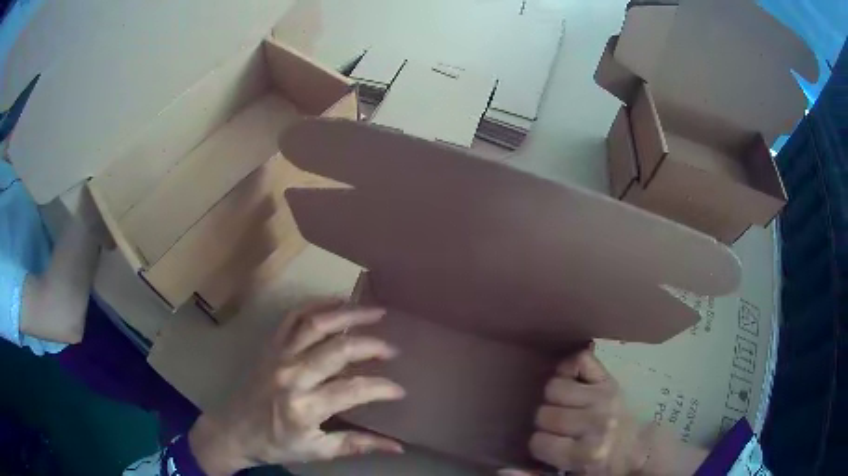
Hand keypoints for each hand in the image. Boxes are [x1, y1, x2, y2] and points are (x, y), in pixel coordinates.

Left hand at [188, 301, 405, 474]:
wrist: (233, 431)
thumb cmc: (275, 444)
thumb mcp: (317, 451)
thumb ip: (357, 445)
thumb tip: (397, 447)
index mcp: (304, 407)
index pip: (354, 390)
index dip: (382, 388)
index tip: (399, 390)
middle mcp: (292, 375)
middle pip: (338, 350)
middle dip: (371, 346)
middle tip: (393, 349)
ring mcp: (278, 356)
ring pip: (316, 324)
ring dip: (347, 314)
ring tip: (374, 312)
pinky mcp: (269, 346)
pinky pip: (293, 317)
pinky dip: (316, 305)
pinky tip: (336, 302)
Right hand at [501, 348, 648, 475]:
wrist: (638, 448)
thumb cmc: (601, 467)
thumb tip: (500, 469)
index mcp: (585, 453)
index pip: (537, 442)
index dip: (540, 446)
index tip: (551, 448)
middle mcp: (596, 423)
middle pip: (544, 413)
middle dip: (546, 423)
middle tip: (560, 430)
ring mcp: (604, 397)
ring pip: (554, 387)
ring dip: (555, 398)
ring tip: (566, 407)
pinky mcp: (610, 379)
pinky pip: (580, 359)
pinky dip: (570, 367)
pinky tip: (572, 382)